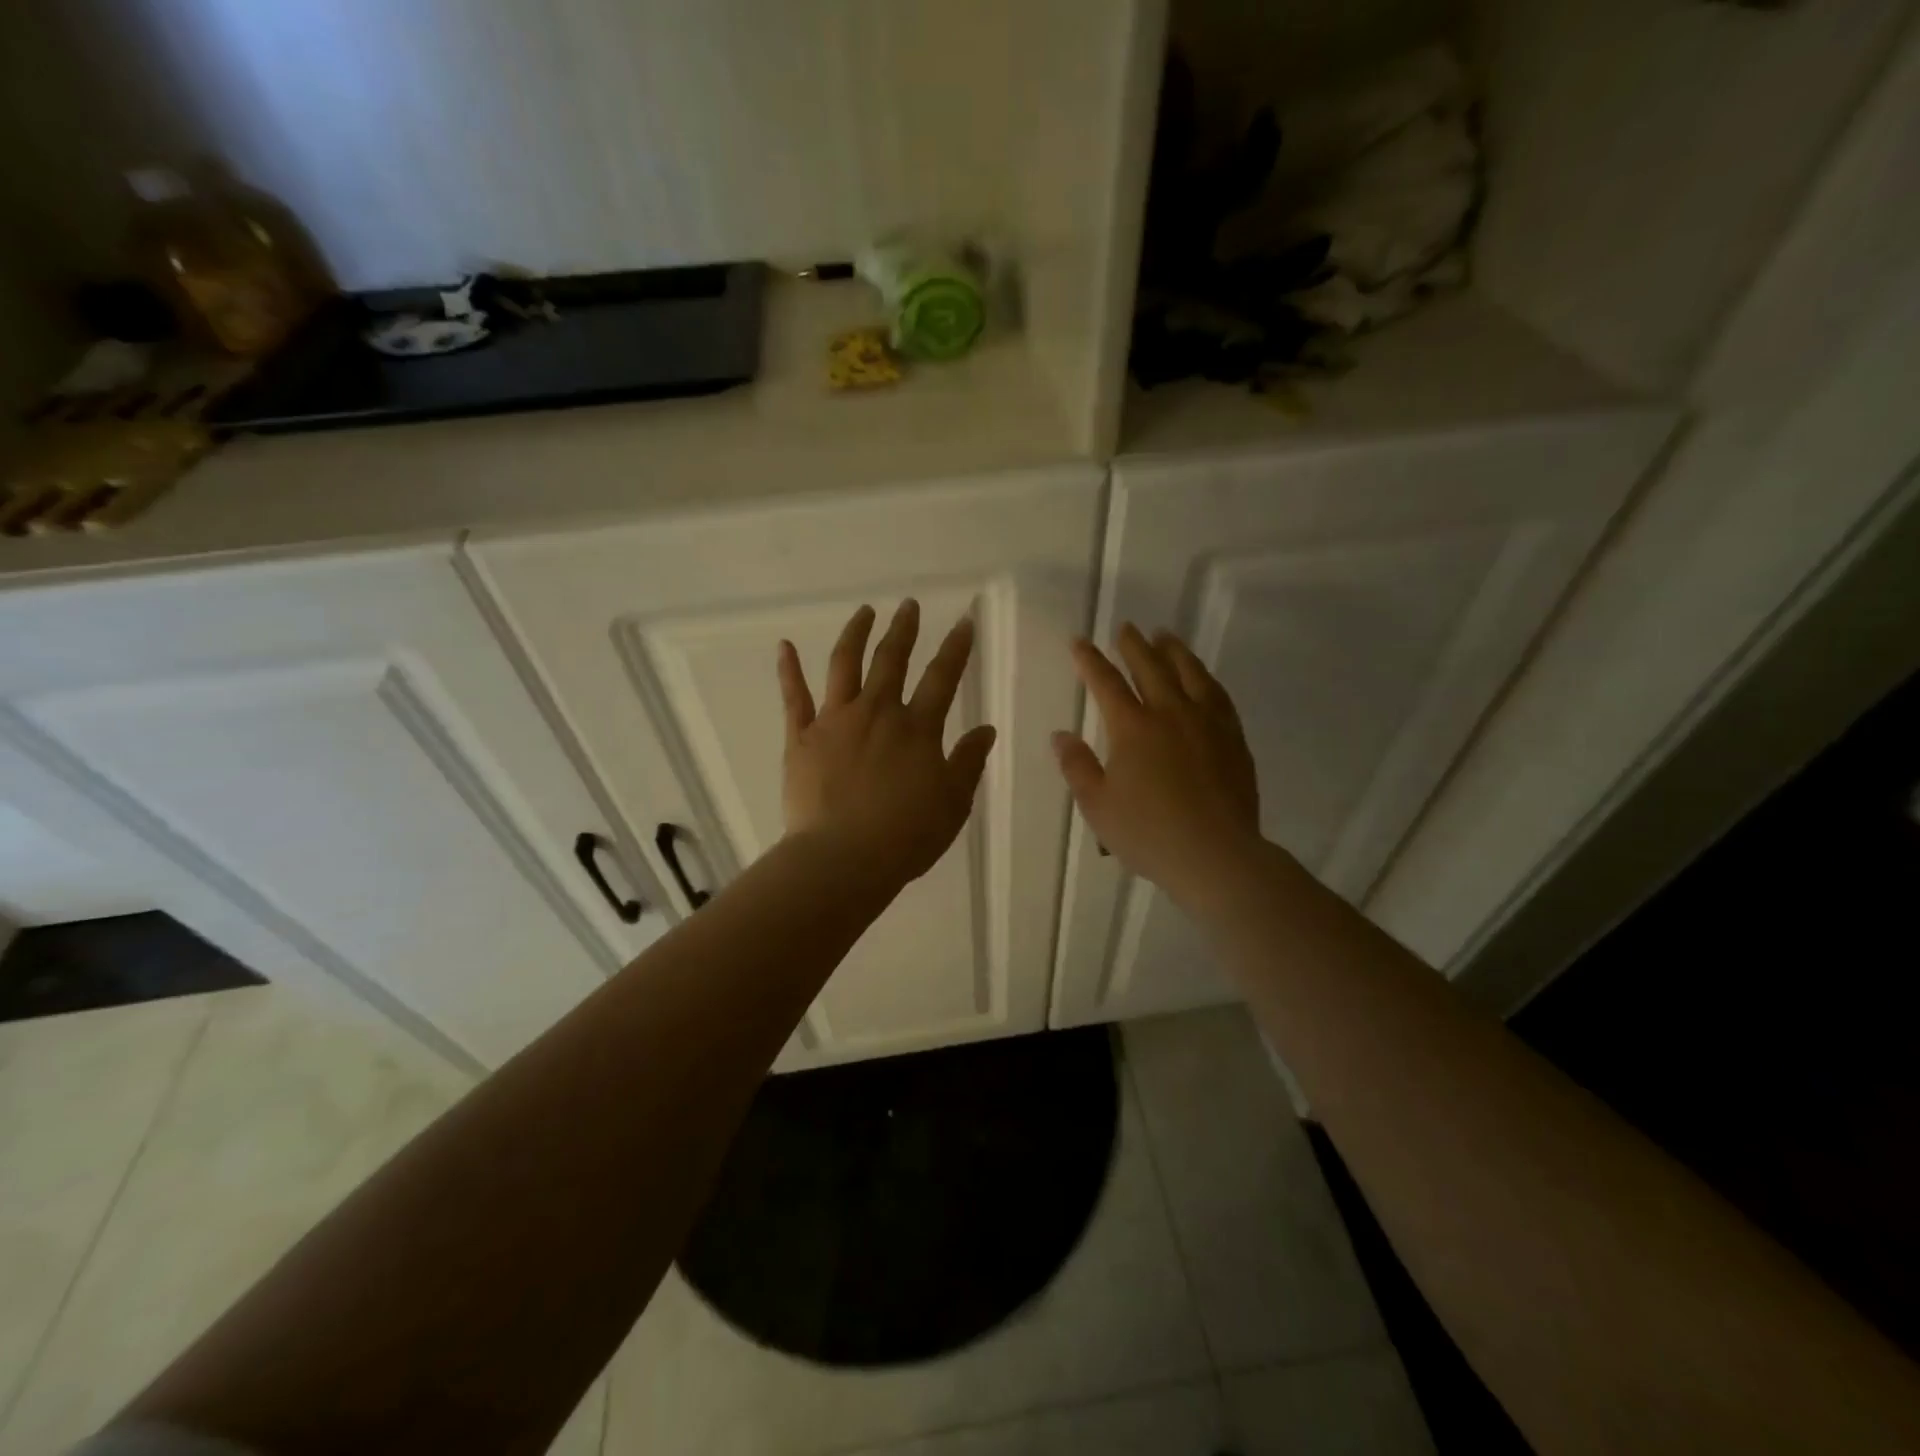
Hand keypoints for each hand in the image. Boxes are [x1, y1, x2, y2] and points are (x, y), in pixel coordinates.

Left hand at [779, 600, 997, 891]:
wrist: (843, 859)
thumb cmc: (905, 836)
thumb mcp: (953, 803)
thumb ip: (968, 762)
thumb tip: (986, 729)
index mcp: (917, 729)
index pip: (942, 678)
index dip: (956, 648)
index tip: (964, 621)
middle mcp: (877, 712)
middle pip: (891, 660)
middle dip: (903, 629)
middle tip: (909, 605)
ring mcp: (835, 721)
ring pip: (844, 665)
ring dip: (855, 634)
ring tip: (864, 612)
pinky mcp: (801, 738)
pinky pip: (794, 697)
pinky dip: (789, 670)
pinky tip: (785, 646)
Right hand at [1053, 624, 1265, 907]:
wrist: (1216, 855)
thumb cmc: (1148, 833)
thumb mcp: (1098, 805)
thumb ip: (1077, 766)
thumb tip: (1061, 735)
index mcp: (1133, 728)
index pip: (1106, 683)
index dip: (1090, 660)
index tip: (1079, 641)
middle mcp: (1171, 713)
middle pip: (1151, 668)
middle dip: (1134, 646)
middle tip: (1126, 628)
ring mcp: (1207, 723)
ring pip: (1190, 673)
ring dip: (1174, 651)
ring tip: (1166, 637)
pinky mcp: (1233, 738)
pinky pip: (1218, 695)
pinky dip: (1205, 678)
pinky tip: (1202, 677)